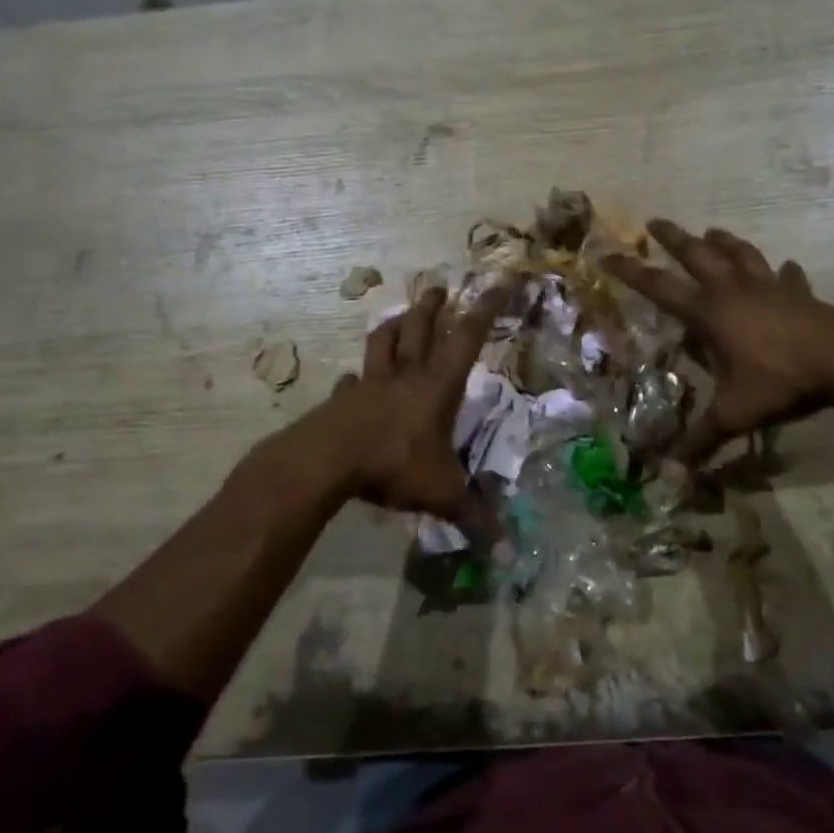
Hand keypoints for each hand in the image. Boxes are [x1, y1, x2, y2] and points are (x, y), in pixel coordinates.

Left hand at [322, 284, 507, 517]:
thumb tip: (505, 549)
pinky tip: (351, 381)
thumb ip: (473, 516)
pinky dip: (355, 378)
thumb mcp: (441, 492)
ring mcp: (369, 385)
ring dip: (394, 326)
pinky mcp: (341, 400)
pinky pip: (350, 382)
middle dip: (432, 307)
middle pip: (420, 329)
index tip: (497, 283)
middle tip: (439, 288)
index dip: (485, 310)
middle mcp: (405, 376)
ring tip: (399, 314)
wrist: (327, 460)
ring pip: (383, 343)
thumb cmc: (393, 464)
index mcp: (436, 387)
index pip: (467, 338)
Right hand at [604, 219, 833, 462]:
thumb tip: (668, 473)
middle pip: (698, 255)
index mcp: (710, 313)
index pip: (659, 287)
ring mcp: (770, 288)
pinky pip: (788, 278)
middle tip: (656, 221)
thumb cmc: (781, 380)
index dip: (631, 272)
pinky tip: (788, 268)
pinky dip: (784, 273)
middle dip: (674, 238)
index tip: (607, 255)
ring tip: (713, 231)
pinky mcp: (800, 295)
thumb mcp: (736, 414)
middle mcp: (734, 292)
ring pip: (742, 256)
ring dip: (725, 242)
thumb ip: (702, 440)